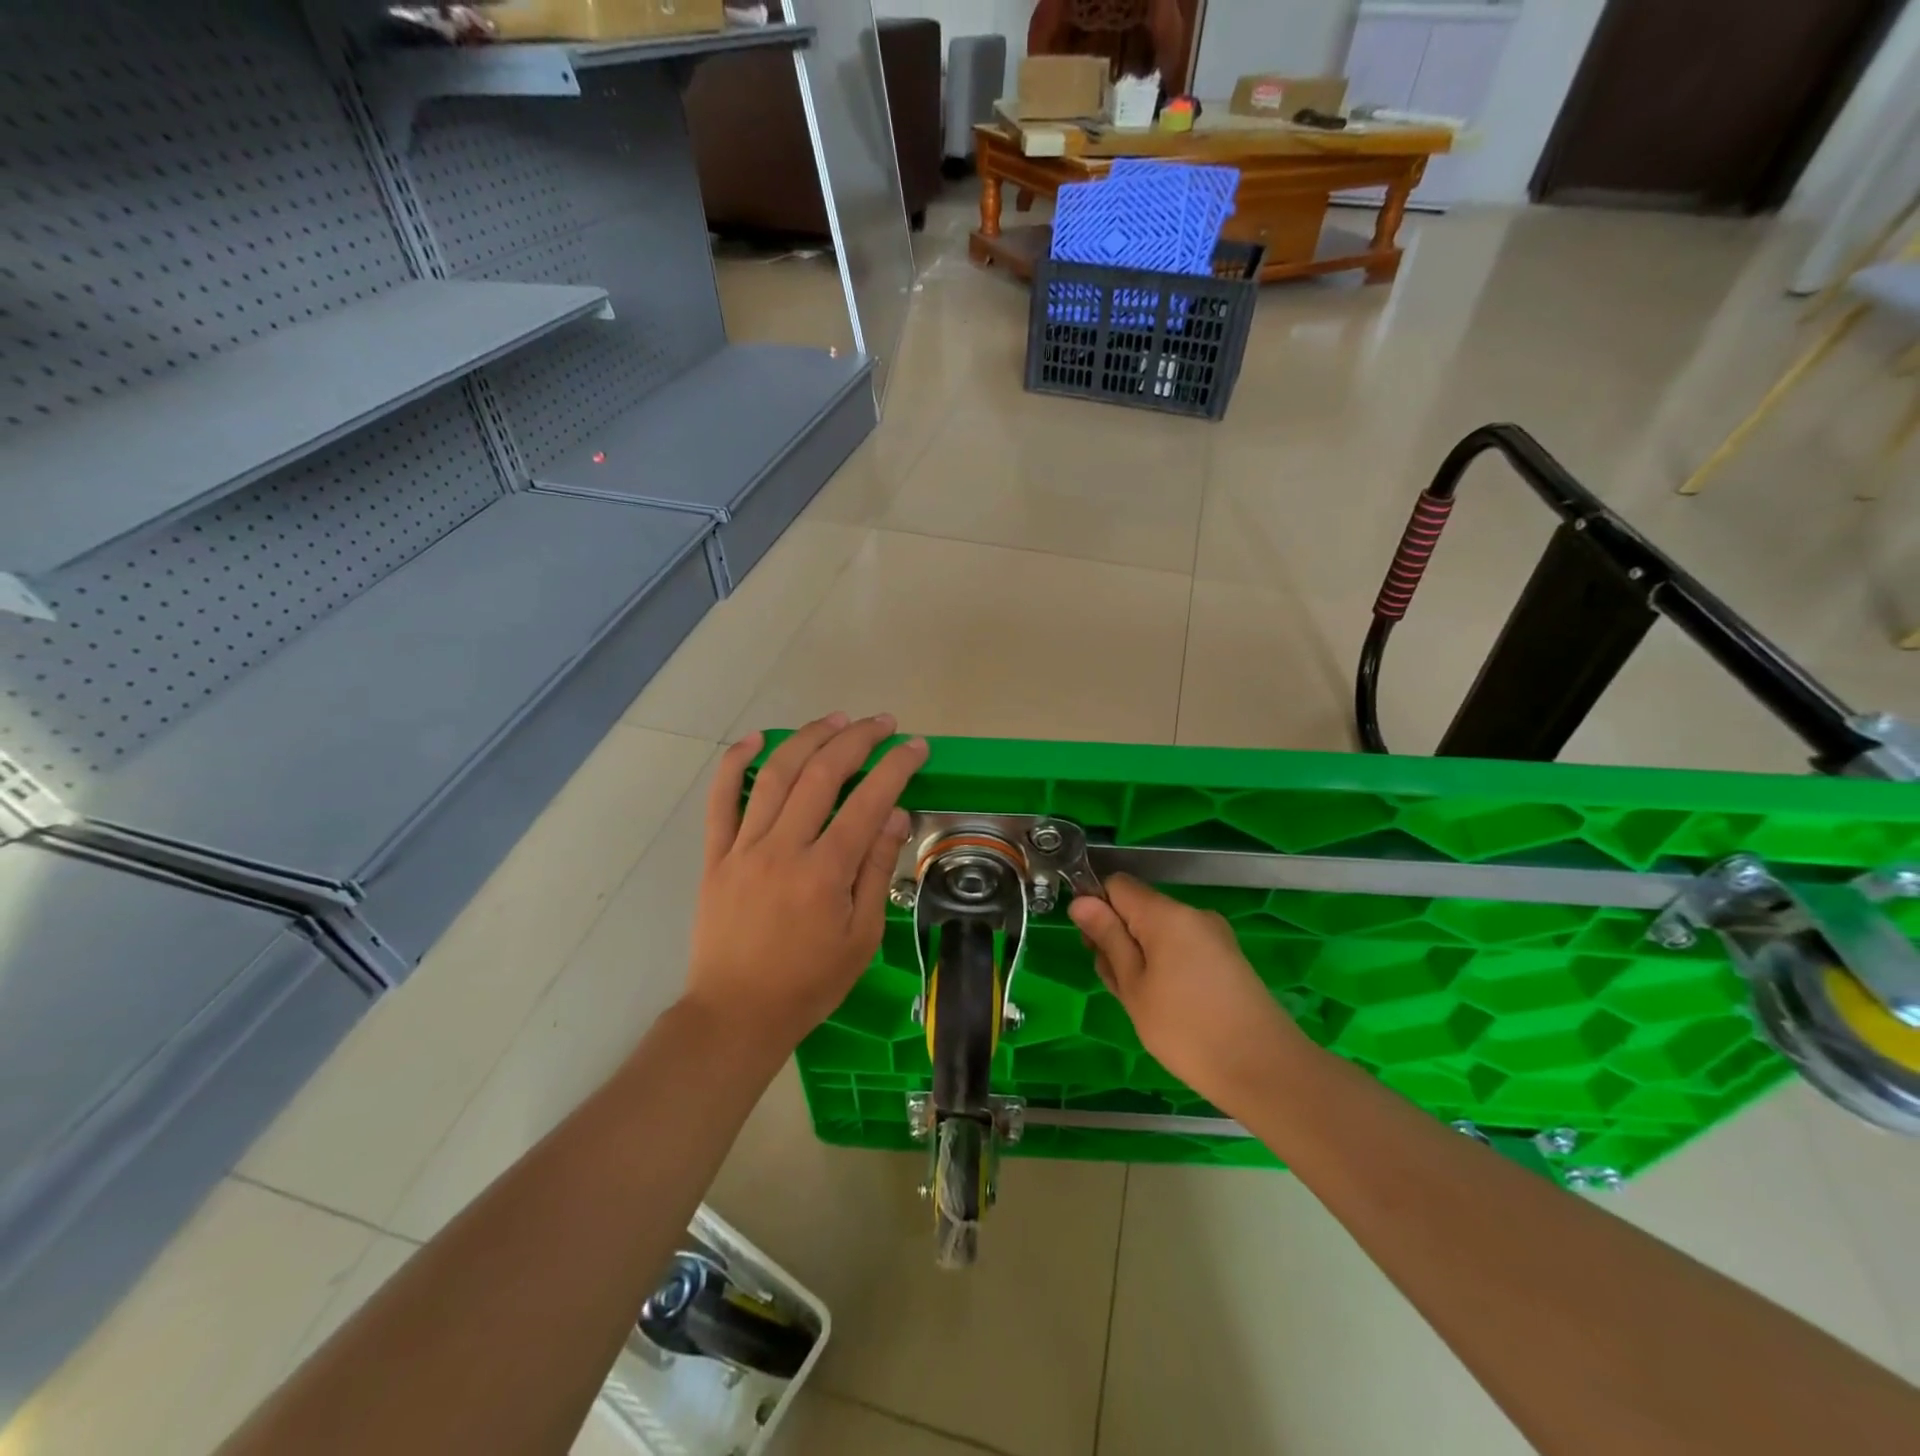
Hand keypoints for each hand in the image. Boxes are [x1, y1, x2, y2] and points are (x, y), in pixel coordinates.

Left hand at [686, 712, 927, 1058]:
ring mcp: (744, 847)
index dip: (896, 766)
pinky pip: (720, 799)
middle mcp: (784, 848)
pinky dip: (735, 763)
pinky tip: (755, 739)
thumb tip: (894, 814)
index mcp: (825, 872)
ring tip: (835, 719)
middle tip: (881, 724)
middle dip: (857, 739)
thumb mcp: (861, 937)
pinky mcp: (716, 855)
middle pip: (822, 773)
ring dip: (808, 738)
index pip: (868, 801)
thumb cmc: (809, 983)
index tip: (915, 746)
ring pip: (776, 775)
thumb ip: (876, 870)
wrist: (737, 1014)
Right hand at [1069, 874, 1312, 1113]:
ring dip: (1140, 958)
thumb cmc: (1186, 1029)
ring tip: (1143, 1004)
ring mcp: (1214, 936)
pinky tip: (1168, 1007)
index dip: (1098, 908)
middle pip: (1138, 909)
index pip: (1117, 884)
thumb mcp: (1133, 986)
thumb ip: (1108, 938)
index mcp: (1166, 914)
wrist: (1265, 1070)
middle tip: (1119, 986)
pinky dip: (1165, 968)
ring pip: (1159, 933)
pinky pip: (1182, 948)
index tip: (1093, 947)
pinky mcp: (1227, 959)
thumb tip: (1081, 900)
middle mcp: (1193, 914)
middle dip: (1119, 939)